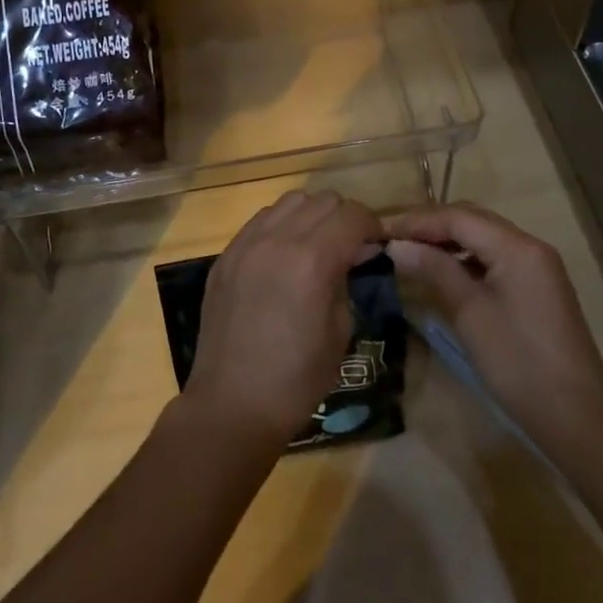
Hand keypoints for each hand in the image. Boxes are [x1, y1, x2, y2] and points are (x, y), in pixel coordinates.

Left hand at [184, 190, 382, 449]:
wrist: (233, 403)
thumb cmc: (297, 377)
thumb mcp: (340, 330)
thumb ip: (346, 279)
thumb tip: (353, 253)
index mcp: (312, 259)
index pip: (352, 216)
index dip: (371, 225)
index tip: (377, 242)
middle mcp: (277, 239)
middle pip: (322, 200)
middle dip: (343, 217)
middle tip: (349, 246)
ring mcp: (246, 243)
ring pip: (289, 201)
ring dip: (311, 215)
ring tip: (315, 245)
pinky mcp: (226, 254)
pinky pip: (260, 220)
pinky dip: (280, 226)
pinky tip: (283, 255)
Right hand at [384, 204, 602, 446]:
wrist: (577, 418)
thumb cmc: (518, 363)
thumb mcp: (469, 313)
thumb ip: (433, 270)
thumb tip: (395, 245)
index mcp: (517, 247)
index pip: (457, 217)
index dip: (416, 221)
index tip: (380, 231)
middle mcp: (529, 246)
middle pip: (471, 220)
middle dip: (429, 225)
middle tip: (391, 238)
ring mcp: (536, 266)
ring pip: (482, 237)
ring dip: (445, 240)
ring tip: (408, 251)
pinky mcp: (535, 285)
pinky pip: (493, 257)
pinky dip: (464, 258)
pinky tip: (441, 271)